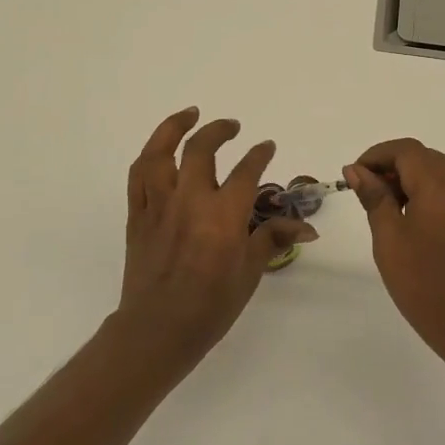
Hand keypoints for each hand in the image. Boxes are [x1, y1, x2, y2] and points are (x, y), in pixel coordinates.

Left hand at [119, 108, 315, 371]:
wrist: (158, 330)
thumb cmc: (211, 306)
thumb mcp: (250, 273)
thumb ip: (273, 239)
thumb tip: (306, 227)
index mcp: (224, 214)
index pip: (247, 170)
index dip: (260, 154)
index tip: (266, 146)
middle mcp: (191, 200)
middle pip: (202, 149)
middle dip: (220, 130)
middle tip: (232, 126)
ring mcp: (160, 205)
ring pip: (161, 153)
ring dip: (174, 127)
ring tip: (189, 115)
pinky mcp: (138, 216)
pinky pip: (138, 177)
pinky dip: (149, 157)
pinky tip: (158, 150)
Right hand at [345, 139, 444, 368]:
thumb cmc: (426, 283)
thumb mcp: (390, 239)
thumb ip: (374, 197)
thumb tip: (357, 170)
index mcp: (440, 183)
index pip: (406, 150)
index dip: (377, 156)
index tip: (355, 176)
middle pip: (425, 157)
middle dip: (394, 167)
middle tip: (368, 195)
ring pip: (440, 172)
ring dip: (412, 180)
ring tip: (389, 210)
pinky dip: (431, 193)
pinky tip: (415, 220)